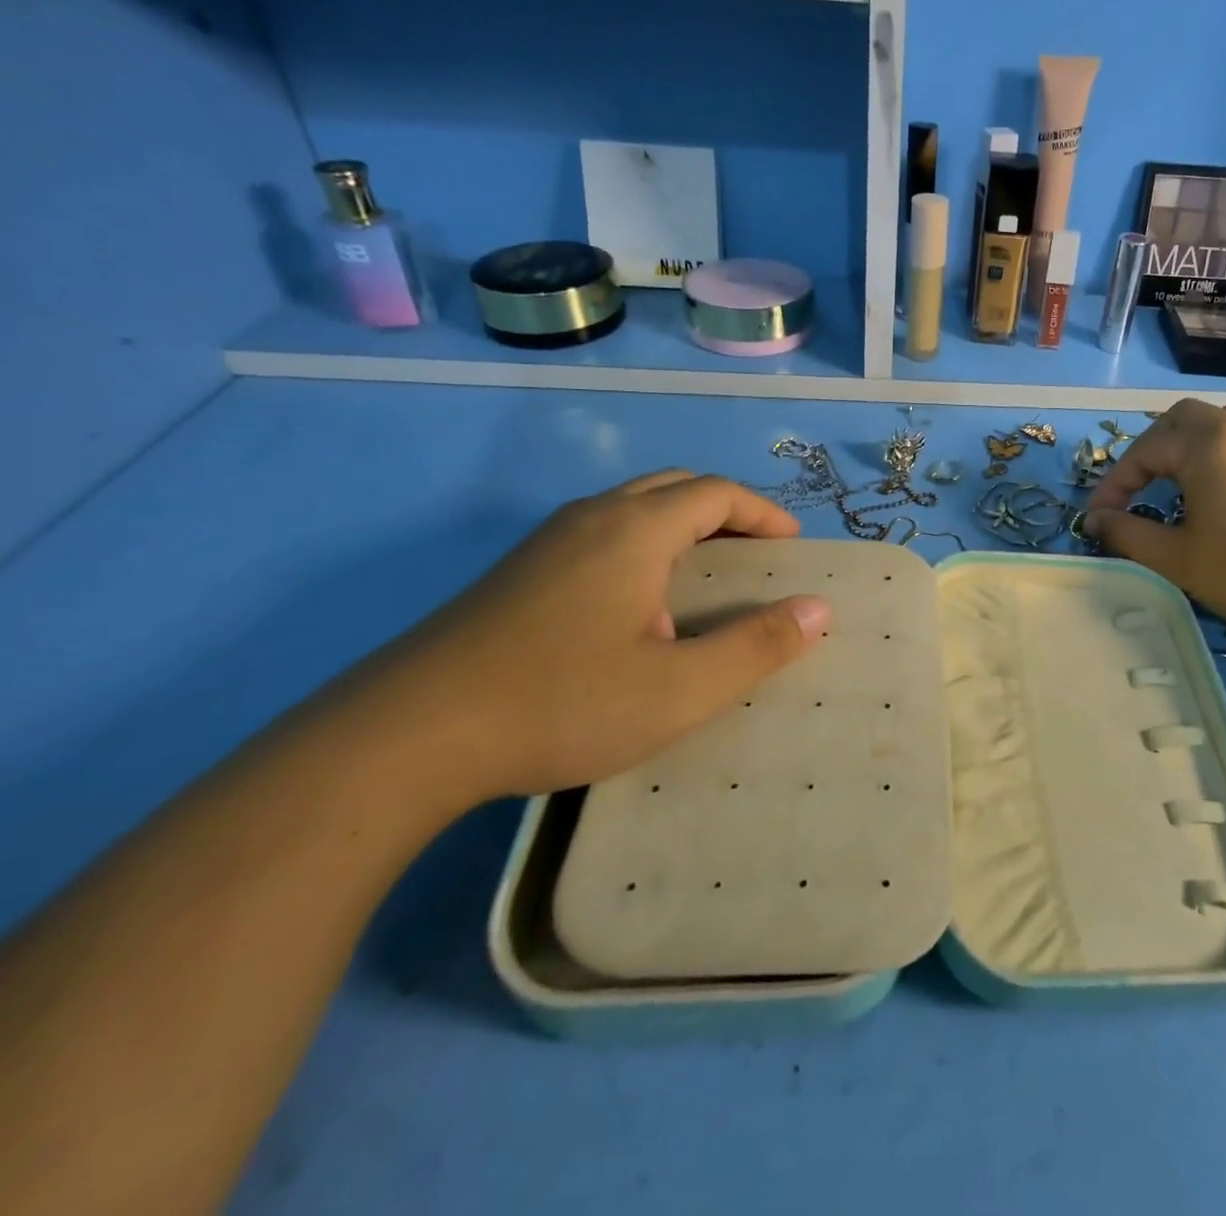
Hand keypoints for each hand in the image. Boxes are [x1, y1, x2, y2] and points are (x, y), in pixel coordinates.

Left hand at [322, 471, 831, 803]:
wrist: (405, 738)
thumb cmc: (561, 703)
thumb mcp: (679, 688)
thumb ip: (756, 646)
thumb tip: (819, 610)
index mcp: (635, 530)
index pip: (716, 493)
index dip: (763, 512)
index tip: (792, 546)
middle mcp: (591, 519)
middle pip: (674, 488)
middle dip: (726, 511)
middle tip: (756, 554)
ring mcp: (545, 544)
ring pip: (631, 508)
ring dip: (681, 525)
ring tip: (706, 575)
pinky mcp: (515, 574)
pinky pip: (600, 534)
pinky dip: (643, 545)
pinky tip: (637, 605)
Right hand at [1083, 399, 1225, 649]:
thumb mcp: (1176, 559)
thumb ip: (1127, 534)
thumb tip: (1095, 520)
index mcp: (1206, 444)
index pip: (1144, 450)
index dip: (1114, 482)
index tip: (1096, 517)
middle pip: (1184, 418)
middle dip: (1153, 448)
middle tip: (1138, 488)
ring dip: (1196, 439)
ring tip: (1185, 475)